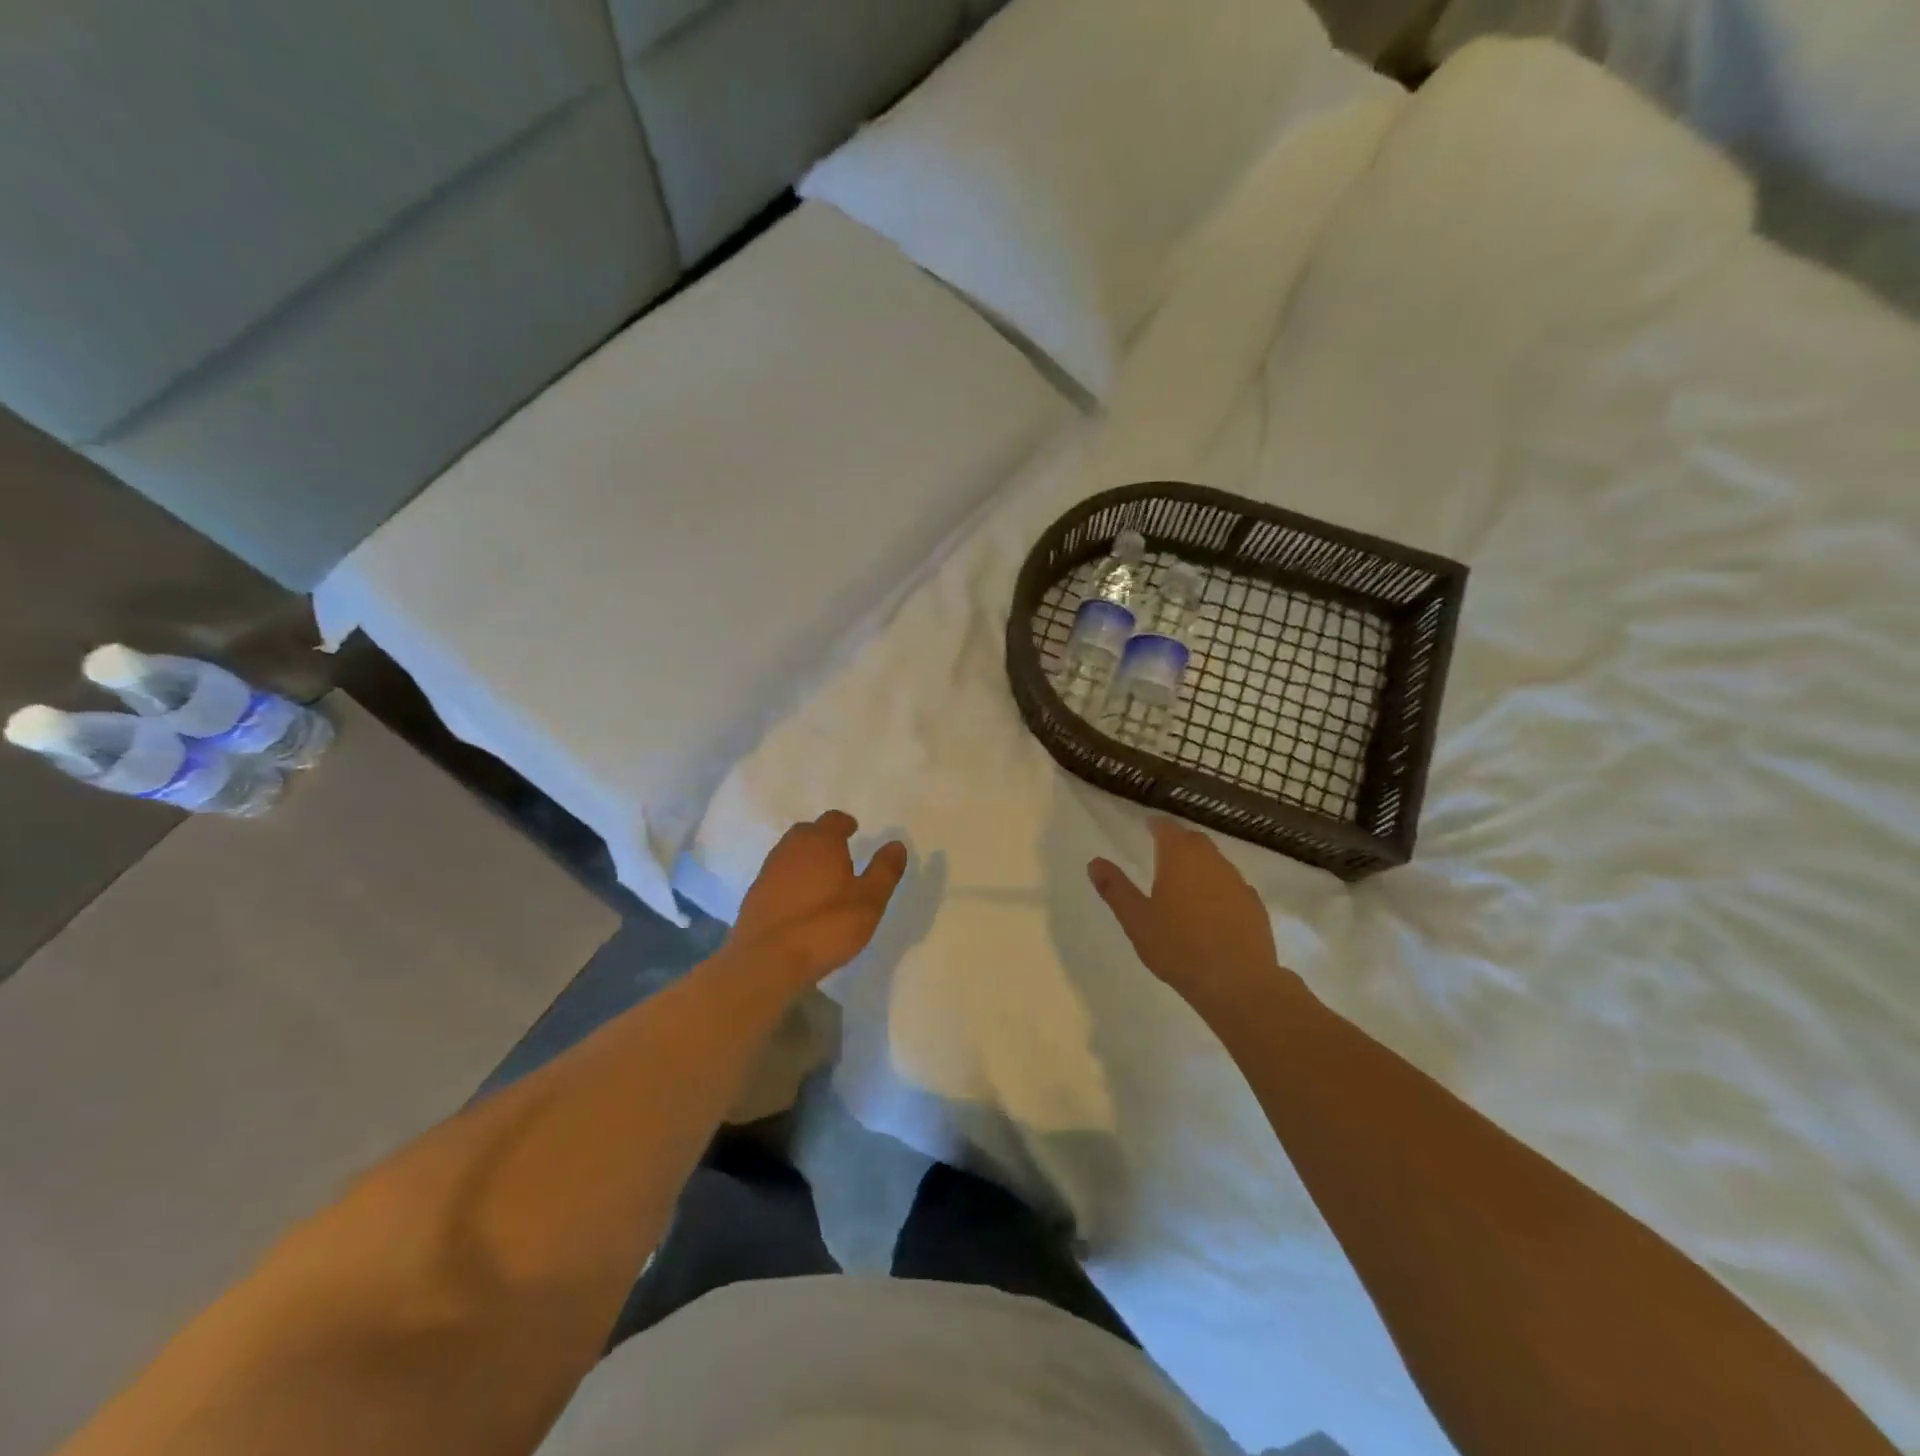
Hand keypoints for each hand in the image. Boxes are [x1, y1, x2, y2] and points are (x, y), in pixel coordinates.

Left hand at [727, 811, 908, 995]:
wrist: (766, 962)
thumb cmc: (825, 926)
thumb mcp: (869, 901)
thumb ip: (884, 870)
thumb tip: (896, 844)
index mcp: (821, 842)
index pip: (833, 819)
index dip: (845, 824)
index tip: (854, 830)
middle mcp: (791, 848)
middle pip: (808, 832)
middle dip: (823, 838)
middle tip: (840, 853)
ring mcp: (768, 871)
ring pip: (790, 853)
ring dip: (806, 859)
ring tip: (822, 879)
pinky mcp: (754, 896)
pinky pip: (778, 877)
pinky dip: (791, 880)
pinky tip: (801, 902)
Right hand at [1089, 819, 1296, 1016]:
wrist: (1238, 982)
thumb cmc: (1178, 946)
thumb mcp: (1136, 920)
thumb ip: (1115, 888)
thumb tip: (1095, 862)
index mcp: (1180, 857)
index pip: (1167, 828)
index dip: (1156, 825)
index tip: (1148, 826)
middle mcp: (1212, 861)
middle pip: (1195, 841)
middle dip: (1179, 842)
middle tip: (1163, 852)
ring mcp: (1238, 883)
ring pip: (1216, 863)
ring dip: (1200, 866)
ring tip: (1185, 883)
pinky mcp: (1255, 906)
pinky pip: (1232, 887)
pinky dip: (1219, 889)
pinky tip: (1212, 910)